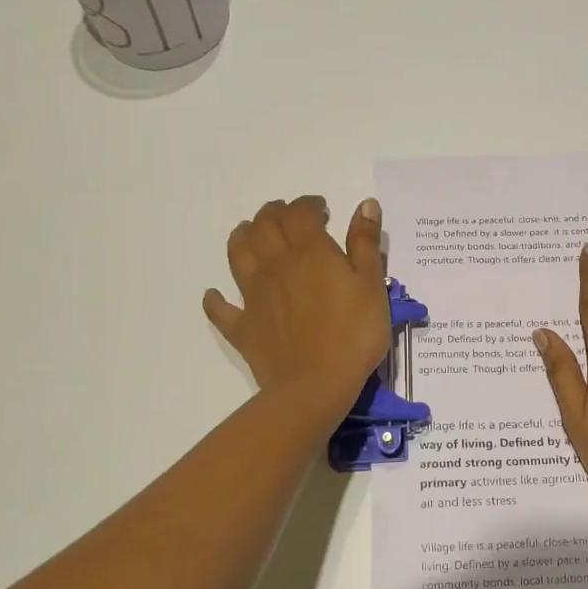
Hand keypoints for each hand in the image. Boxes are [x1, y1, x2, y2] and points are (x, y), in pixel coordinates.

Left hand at [203, 196, 392, 415]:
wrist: (315, 384)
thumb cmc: (353, 333)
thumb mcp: (372, 285)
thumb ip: (365, 243)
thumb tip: (364, 204)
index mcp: (309, 251)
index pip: (300, 213)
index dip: (308, 205)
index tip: (321, 209)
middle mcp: (275, 265)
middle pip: (264, 226)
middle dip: (274, 213)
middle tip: (286, 215)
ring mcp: (253, 296)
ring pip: (238, 255)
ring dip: (241, 237)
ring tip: (250, 233)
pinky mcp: (243, 327)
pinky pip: (221, 309)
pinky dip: (216, 299)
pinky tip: (215, 295)